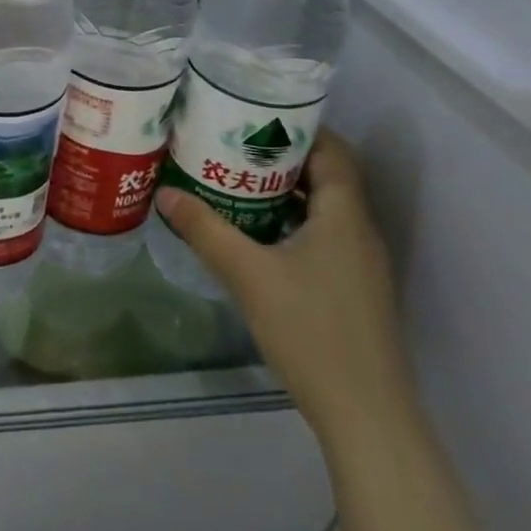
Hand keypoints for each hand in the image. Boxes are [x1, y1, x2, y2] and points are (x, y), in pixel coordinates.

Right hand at [154, 130, 415, 450]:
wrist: (365, 414)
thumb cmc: (311, 331)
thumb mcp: (248, 275)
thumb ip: (206, 230)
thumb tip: (165, 194)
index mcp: (345, 216)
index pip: (332, 151)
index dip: (299, 128)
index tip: (255, 116)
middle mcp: (359, 232)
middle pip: (326, 176)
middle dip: (281, 158)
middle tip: (232, 145)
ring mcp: (359, 264)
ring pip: (323, 209)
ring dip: (283, 192)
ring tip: (234, 181)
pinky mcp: (352, 289)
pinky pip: (322, 236)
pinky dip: (290, 222)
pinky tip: (254, 234)